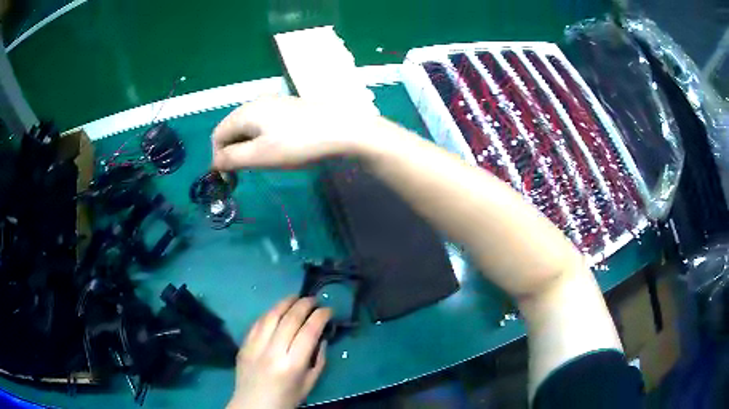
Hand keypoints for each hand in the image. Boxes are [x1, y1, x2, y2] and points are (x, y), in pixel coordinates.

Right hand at [211, 96, 379, 169]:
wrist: (342, 129)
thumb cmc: (297, 144)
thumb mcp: (260, 156)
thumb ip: (231, 159)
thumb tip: (214, 162)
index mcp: (245, 111)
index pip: (218, 135)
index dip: (218, 158)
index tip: (230, 178)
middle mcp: (255, 102)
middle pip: (232, 130)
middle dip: (232, 152)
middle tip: (245, 173)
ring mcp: (273, 103)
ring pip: (248, 128)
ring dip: (246, 147)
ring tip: (261, 163)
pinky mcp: (288, 108)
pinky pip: (263, 124)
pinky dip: (261, 139)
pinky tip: (276, 149)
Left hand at [228, 297, 331, 408]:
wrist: (253, 406)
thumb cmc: (286, 399)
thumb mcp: (310, 383)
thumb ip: (319, 360)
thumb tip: (321, 337)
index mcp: (292, 365)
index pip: (309, 332)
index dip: (320, 317)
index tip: (328, 310)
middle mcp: (273, 352)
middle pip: (290, 319)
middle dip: (305, 305)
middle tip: (315, 300)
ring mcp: (255, 346)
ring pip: (271, 316)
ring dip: (285, 302)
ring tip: (296, 297)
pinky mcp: (244, 345)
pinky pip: (257, 323)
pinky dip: (269, 313)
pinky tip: (277, 310)